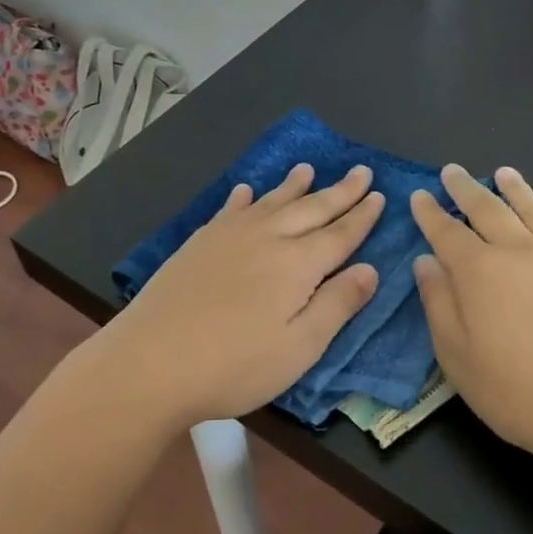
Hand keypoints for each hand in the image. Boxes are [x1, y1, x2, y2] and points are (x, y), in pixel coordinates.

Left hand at [92, 163, 383, 430]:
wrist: (151, 361)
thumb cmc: (234, 365)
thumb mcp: (298, 348)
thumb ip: (336, 305)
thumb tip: (370, 268)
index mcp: (298, 264)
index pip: (340, 233)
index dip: (362, 215)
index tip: (380, 194)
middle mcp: (268, 238)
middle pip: (312, 209)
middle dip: (340, 191)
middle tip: (361, 171)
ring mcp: (230, 236)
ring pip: (272, 201)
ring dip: (294, 185)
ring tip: (308, 168)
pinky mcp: (200, 242)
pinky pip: (230, 209)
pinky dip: (244, 197)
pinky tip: (246, 190)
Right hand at [410, 165, 532, 461]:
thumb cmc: (517, 390)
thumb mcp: (457, 355)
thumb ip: (439, 303)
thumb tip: (426, 261)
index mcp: (479, 271)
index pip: (446, 232)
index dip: (430, 212)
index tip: (419, 195)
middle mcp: (519, 252)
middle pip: (488, 210)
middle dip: (466, 189)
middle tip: (453, 171)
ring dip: (517, 190)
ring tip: (505, 173)